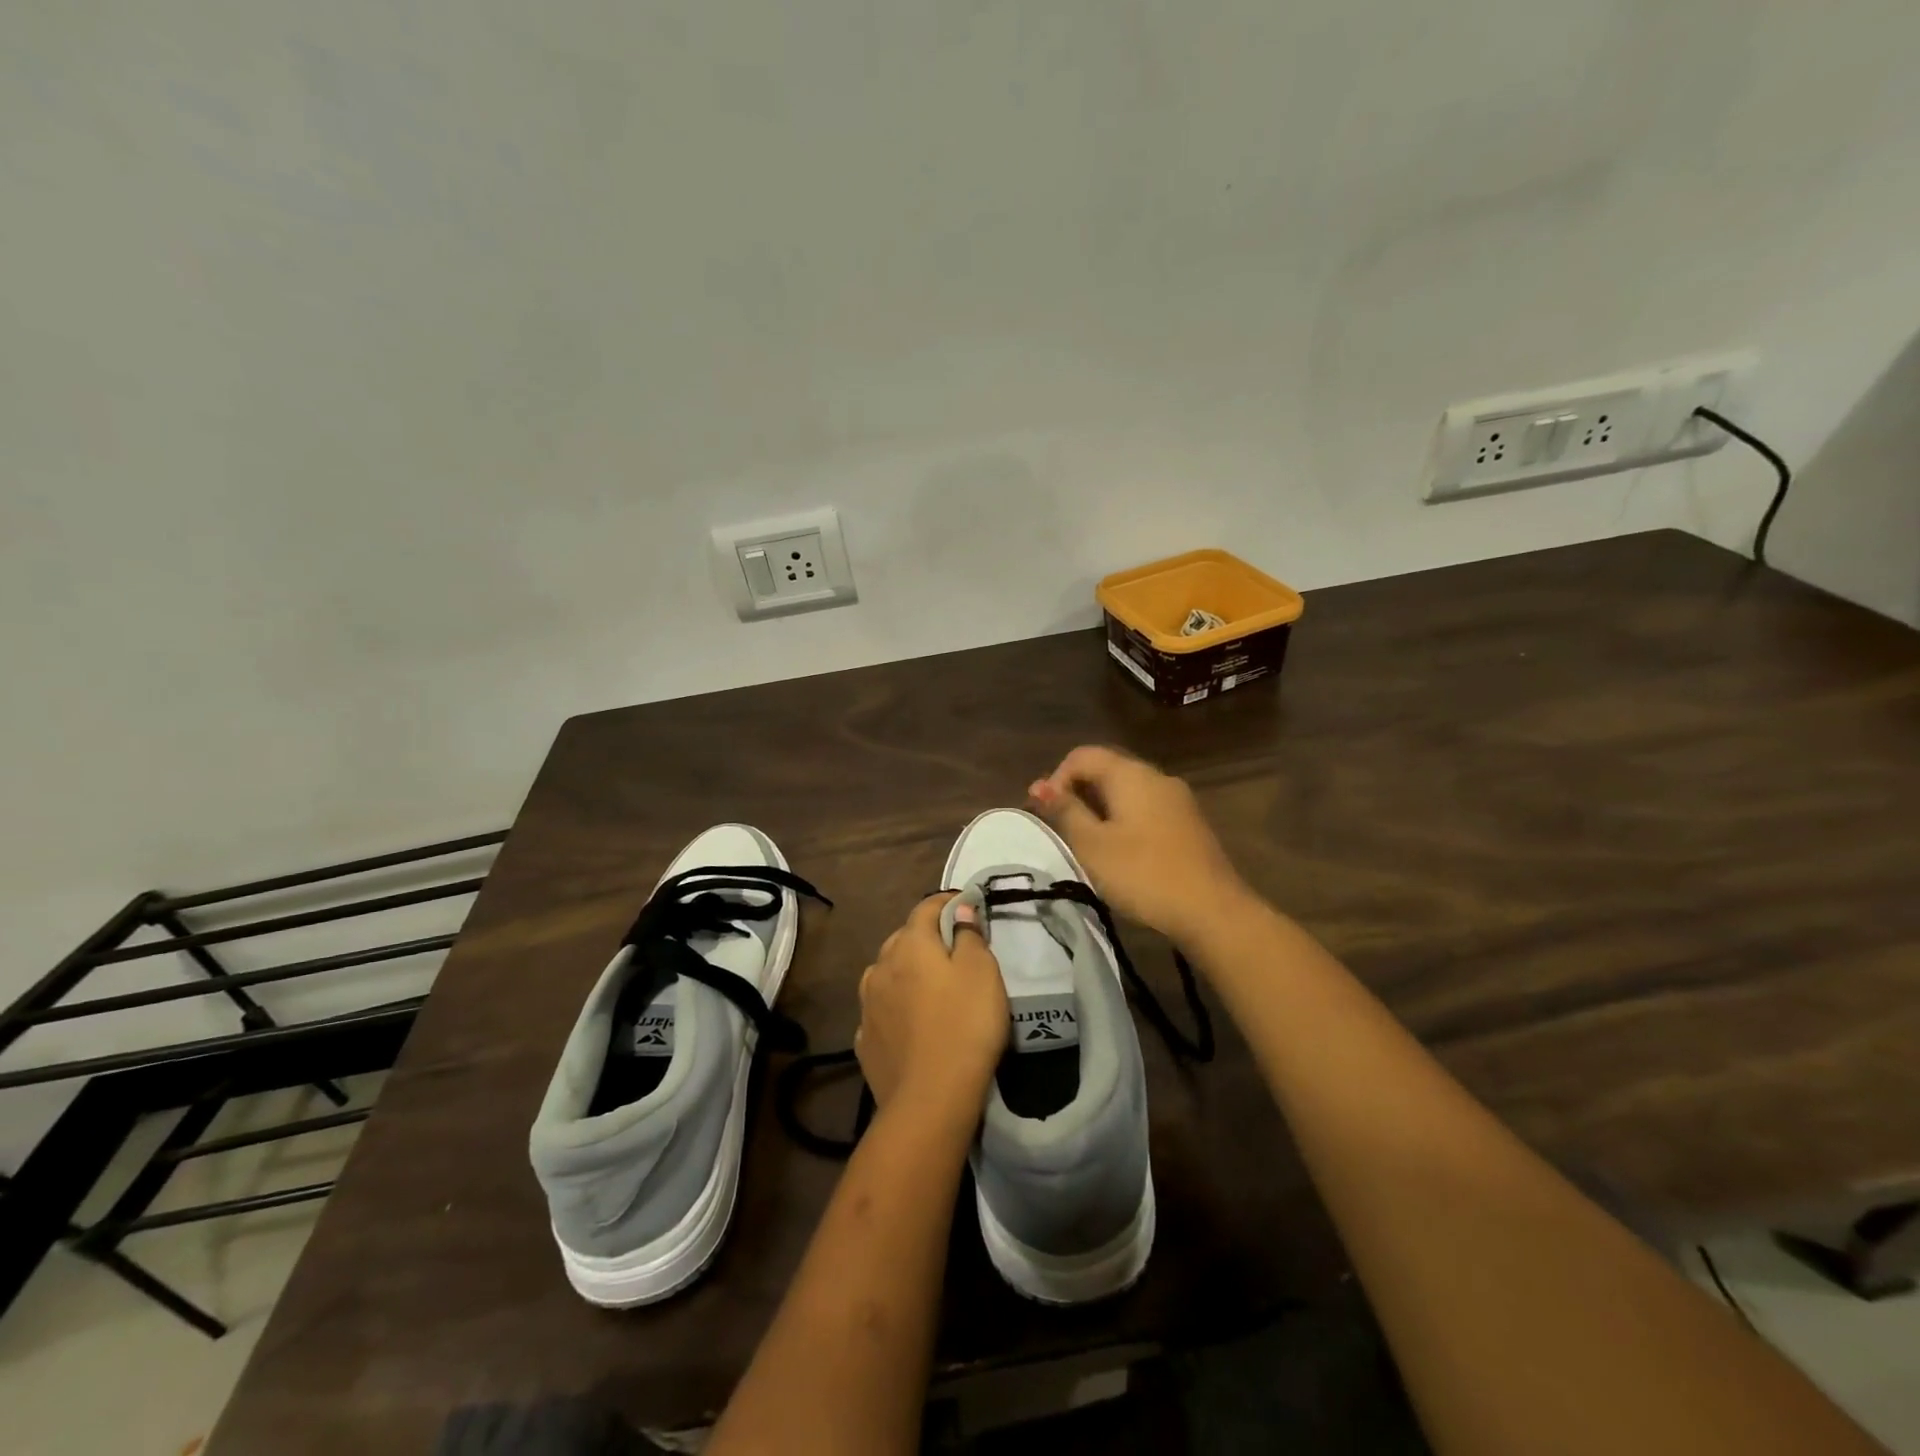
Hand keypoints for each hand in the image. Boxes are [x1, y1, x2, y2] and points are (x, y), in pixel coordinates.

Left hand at [855, 893, 1007, 1125]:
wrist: (930, 1099)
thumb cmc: (965, 1025)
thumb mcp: (982, 972)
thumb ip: (969, 935)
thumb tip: (959, 908)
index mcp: (910, 944)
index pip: (926, 907)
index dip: (947, 902)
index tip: (967, 904)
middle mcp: (881, 965)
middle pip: (904, 938)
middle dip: (927, 937)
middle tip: (954, 949)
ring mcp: (868, 1004)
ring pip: (888, 973)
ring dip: (906, 972)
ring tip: (930, 986)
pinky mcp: (865, 1039)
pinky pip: (882, 1008)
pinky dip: (896, 1006)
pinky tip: (910, 1021)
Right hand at [1029, 745, 1252, 944]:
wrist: (1212, 911)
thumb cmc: (1143, 874)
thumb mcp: (1092, 845)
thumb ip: (1065, 811)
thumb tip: (1039, 786)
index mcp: (1130, 774)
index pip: (1082, 756)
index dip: (1056, 779)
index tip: (1045, 814)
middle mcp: (1156, 776)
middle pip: (1106, 769)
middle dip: (1077, 793)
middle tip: (1061, 829)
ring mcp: (1178, 800)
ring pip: (1127, 791)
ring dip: (1100, 809)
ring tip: (1087, 843)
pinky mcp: (1189, 824)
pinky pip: (1146, 809)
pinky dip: (1124, 820)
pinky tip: (1120, 851)